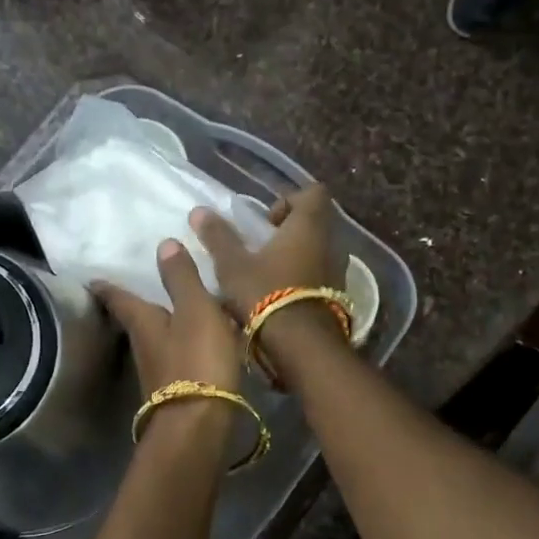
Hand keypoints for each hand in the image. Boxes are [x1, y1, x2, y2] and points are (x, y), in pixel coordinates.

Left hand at [93, 240, 242, 398]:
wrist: (198, 425)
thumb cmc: (196, 360)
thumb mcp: (195, 310)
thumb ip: (181, 278)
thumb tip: (163, 243)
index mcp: (142, 322)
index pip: (118, 298)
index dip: (106, 286)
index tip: (93, 278)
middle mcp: (142, 346)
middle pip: (134, 321)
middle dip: (136, 305)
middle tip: (142, 288)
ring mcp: (156, 372)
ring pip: (155, 341)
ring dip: (162, 327)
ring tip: (176, 312)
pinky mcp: (174, 392)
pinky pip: (176, 359)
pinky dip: (182, 347)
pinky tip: (198, 345)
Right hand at [188, 184, 340, 321]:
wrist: (302, 346)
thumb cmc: (266, 294)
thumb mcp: (233, 265)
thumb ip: (218, 237)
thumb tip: (200, 210)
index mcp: (309, 225)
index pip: (313, 193)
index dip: (289, 201)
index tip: (266, 222)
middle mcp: (331, 243)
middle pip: (315, 224)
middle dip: (289, 233)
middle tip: (260, 250)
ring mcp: (339, 272)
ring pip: (318, 252)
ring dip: (296, 258)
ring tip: (267, 276)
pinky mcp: (338, 298)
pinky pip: (321, 277)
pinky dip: (303, 280)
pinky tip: (279, 298)